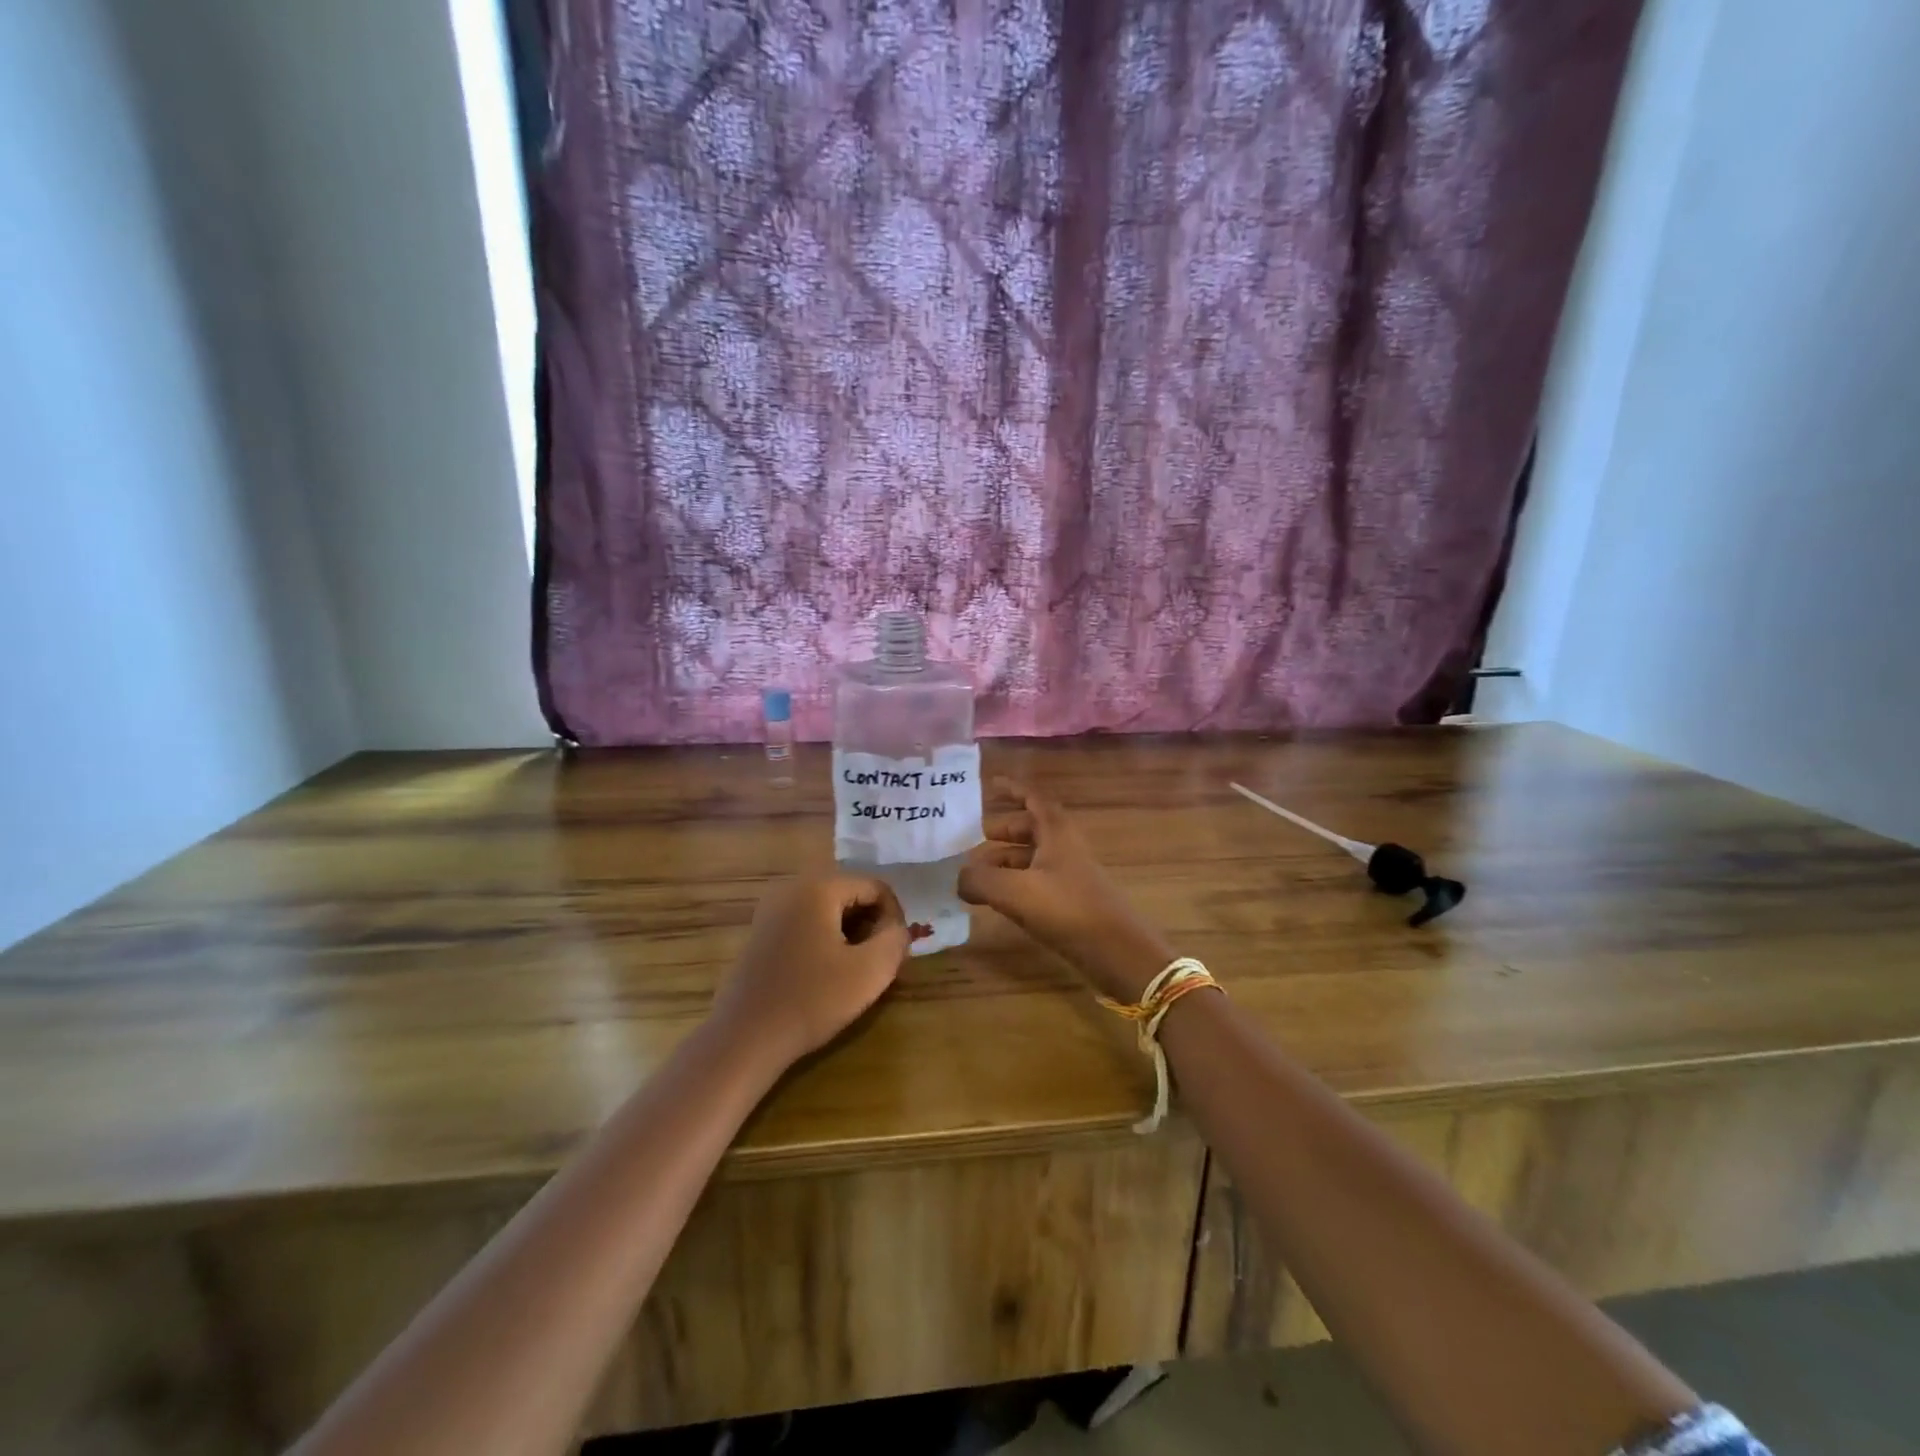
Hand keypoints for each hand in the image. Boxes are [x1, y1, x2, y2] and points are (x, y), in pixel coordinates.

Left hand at [711, 875, 917, 1066]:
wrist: (744, 1038)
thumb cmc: (811, 1000)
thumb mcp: (870, 971)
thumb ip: (896, 939)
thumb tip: (898, 928)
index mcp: (818, 887)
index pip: (875, 886)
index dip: (894, 917)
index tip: (896, 951)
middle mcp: (791, 886)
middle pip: (850, 894)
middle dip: (871, 924)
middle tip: (878, 961)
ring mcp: (771, 908)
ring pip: (828, 909)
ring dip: (849, 933)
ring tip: (854, 970)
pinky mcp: (761, 931)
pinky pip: (806, 922)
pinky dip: (825, 939)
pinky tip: (825, 973)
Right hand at [958, 781, 1172, 1002]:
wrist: (1116, 951)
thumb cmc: (1066, 909)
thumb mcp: (1014, 891)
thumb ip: (980, 879)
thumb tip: (959, 878)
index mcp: (1056, 832)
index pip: (1033, 799)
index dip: (1012, 789)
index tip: (990, 785)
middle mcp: (1064, 847)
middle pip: (1030, 828)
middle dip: (1002, 831)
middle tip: (972, 840)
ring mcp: (1069, 874)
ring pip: (1031, 857)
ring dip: (1004, 860)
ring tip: (974, 875)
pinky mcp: (1070, 901)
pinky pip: (1036, 881)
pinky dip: (1014, 883)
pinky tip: (996, 899)